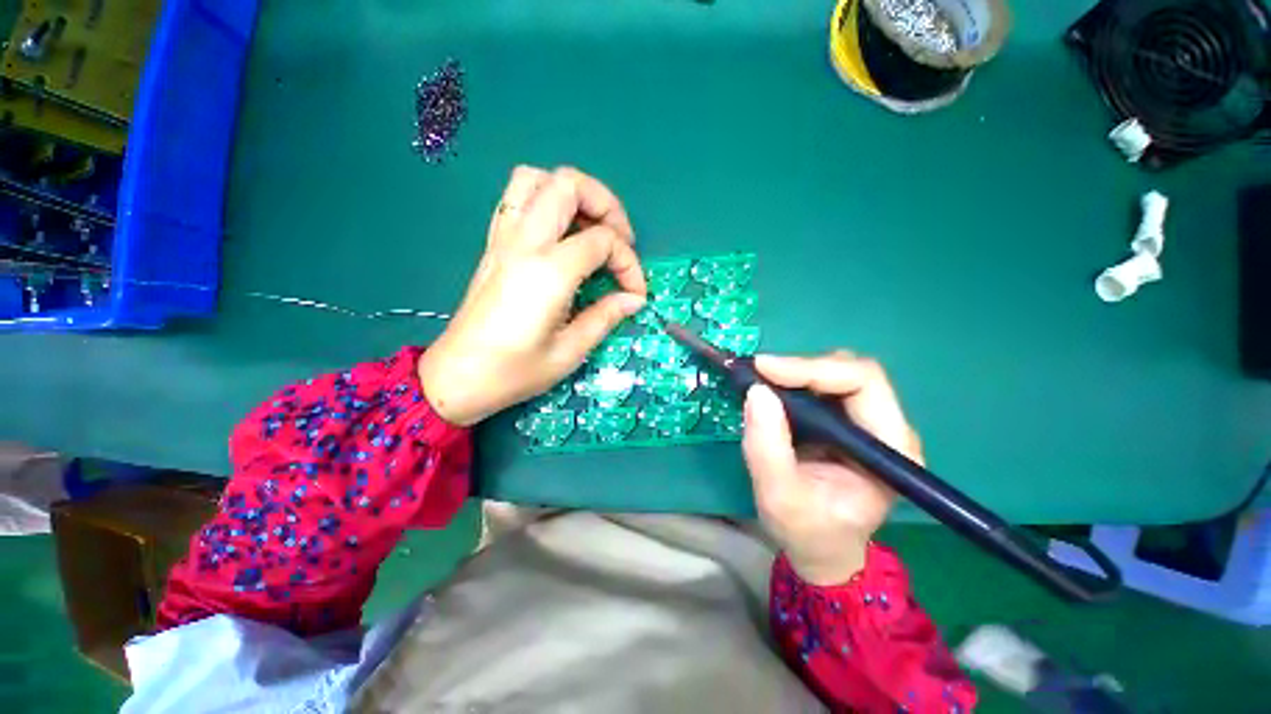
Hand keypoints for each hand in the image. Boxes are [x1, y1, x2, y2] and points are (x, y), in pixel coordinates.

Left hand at [418, 166, 646, 425]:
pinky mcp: (493, 245)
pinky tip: (561, 236)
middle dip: (606, 205)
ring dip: (572, 194)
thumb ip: (605, 317)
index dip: (629, 264)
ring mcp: (503, 239)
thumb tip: (634, 299)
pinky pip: (517, 199)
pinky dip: (546, 201)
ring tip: (590, 228)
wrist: (457, 378)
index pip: (603, 241)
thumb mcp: (570, 352)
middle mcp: (524, 243)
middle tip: (620, 240)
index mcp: (548, 271)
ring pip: (536, 179)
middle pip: (568, 184)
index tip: (635, 293)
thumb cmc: (514, 372)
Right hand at [742, 353, 921, 585]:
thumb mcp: (779, 497)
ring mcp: (869, 423)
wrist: (820, 549)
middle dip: (801, 368)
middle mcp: (887, 428)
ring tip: (762, 385)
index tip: (764, 368)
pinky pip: (822, 386)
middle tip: (758, 375)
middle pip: (851, 372)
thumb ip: (767, 448)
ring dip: (796, 373)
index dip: (812, 368)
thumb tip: (757, 391)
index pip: (863, 383)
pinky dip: (792, 382)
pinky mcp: (847, 422)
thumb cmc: (807, 532)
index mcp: (890, 449)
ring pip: (836, 373)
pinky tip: (771, 392)